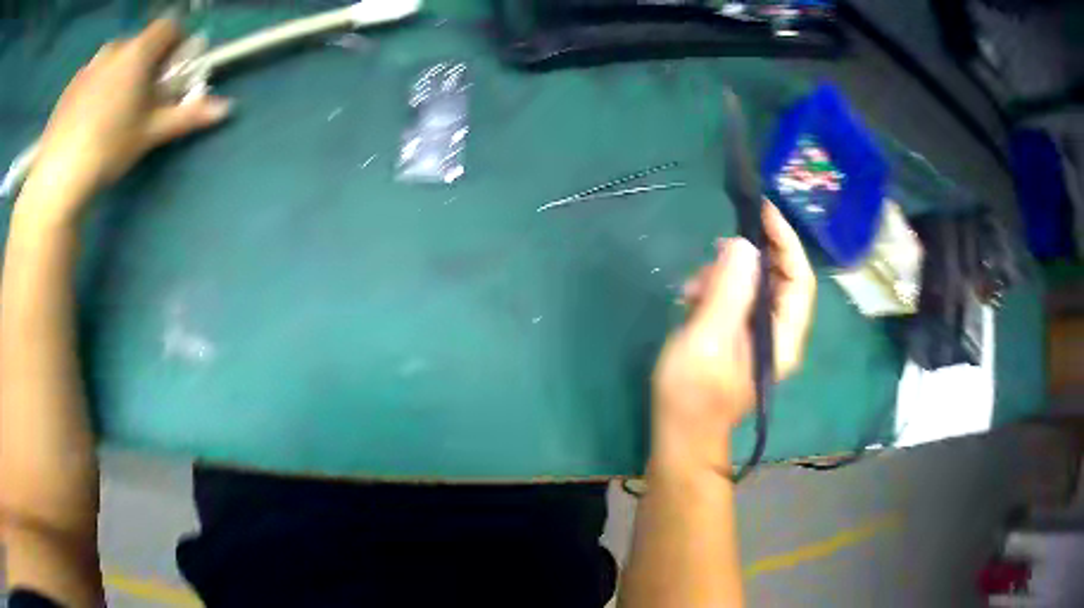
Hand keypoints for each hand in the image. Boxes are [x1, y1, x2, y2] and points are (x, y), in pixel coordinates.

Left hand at [26, 19, 230, 217]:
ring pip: (112, 60)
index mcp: (138, 51)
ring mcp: (88, 67)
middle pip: (138, 44)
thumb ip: (186, 115)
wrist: (55, 178)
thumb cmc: (107, 149)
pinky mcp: (69, 88)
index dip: (175, 43)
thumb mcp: (149, 134)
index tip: (170, 71)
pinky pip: (90, 77)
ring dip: (117, 75)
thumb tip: (227, 108)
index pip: (169, 26)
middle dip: (144, 63)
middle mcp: (114, 48)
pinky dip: (94, 89)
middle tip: (138, 100)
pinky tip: (85, 123)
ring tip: (107, 115)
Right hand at [651, 203, 815, 473]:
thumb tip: (743, 245)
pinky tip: (692, 298)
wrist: (681, 436)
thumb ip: (728, 291)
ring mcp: (759, 337)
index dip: (785, 240)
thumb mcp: (708, 338)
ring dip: (726, 276)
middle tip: (716, 248)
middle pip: (780, 278)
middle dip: (750, 257)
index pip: (799, 277)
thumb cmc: (692, 393)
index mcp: (784, 336)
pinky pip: (737, 300)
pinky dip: (717, 291)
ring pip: (755, 287)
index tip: (762, 210)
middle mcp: (780, 334)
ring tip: (693, 286)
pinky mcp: (740, 339)